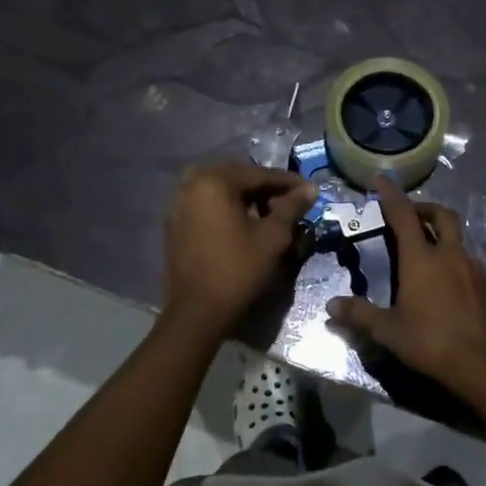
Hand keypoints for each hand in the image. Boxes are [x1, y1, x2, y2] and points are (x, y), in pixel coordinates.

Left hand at [161, 162, 316, 337]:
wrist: (197, 311)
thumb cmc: (238, 270)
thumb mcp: (272, 237)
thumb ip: (291, 207)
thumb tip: (311, 188)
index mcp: (214, 181)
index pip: (258, 174)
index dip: (287, 182)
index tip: (310, 190)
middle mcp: (191, 184)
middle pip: (237, 178)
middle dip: (265, 188)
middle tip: (290, 201)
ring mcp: (178, 204)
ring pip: (220, 191)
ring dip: (245, 198)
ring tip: (269, 214)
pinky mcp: (175, 224)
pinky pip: (206, 206)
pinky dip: (226, 209)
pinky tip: (243, 225)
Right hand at [326, 176, 485, 397]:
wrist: (485, 365)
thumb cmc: (431, 342)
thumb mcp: (388, 331)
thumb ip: (359, 315)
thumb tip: (331, 306)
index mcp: (421, 259)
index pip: (403, 215)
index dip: (391, 195)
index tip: (382, 180)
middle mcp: (450, 255)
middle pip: (441, 215)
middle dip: (424, 208)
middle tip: (409, 214)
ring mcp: (473, 269)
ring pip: (458, 239)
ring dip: (441, 235)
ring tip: (425, 252)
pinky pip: (468, 262)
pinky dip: (454, 260)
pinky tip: (446, 283)